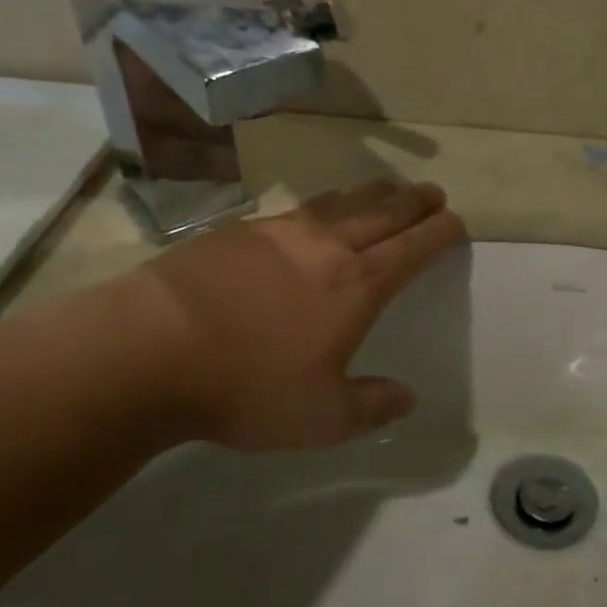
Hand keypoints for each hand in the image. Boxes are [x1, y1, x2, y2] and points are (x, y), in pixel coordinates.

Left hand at [123, 179, 466, 449]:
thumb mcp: (323, 417)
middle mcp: (326, 247)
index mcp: (357, 285)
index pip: (414, 248)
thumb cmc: (248, 387)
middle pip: (383, 212)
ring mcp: (280, 233)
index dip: (440, 233)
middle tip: (434, 193)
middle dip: (415, 202)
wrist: (150, 349)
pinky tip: (317, 211)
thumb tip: (407, 397)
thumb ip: (372, 406)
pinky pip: (298, 209)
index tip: (456, 223)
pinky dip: (324, 204)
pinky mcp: (239, 232)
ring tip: (389, 189)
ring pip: (342, 202)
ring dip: (373, 194)